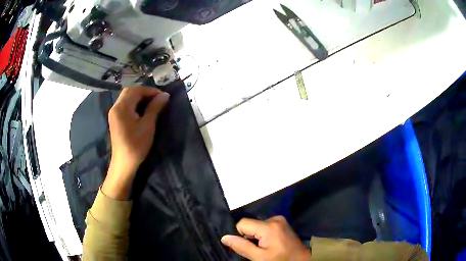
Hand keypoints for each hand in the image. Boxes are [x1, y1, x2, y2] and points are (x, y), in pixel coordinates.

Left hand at [102, 86, 168, 199]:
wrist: (124, 163)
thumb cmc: (136, 145)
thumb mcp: (148, 125)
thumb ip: (155, 108)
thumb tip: (165, 95)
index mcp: (122, 107)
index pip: (136, 90)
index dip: (150, 90)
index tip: (163, 96)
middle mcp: (115, 106)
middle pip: (129, 91)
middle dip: (144, 92)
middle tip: (157, 98)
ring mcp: (114, 112)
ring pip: (126, 97)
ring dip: (139, 96)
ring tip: (152, 103)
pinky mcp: (115, 118)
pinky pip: (124, 104)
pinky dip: (134, 102)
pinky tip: (142, 109)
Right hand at [221, 216, 310, 260]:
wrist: (301, 260)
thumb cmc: (280, 260)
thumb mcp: (259, 257)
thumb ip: (241, 247)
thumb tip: (224, 237)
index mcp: (268, 226)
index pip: (242, 224)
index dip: (239, 235)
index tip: (246, 247)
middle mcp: (274, 218)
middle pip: (250, 224)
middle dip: (249, 236)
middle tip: (256, 249)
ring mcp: (280, 220)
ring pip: (257, 226)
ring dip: (256, 236)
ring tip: (264, 247)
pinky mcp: (282, 223)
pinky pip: (265, 226)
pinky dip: (263, 234)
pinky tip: (270, 243)